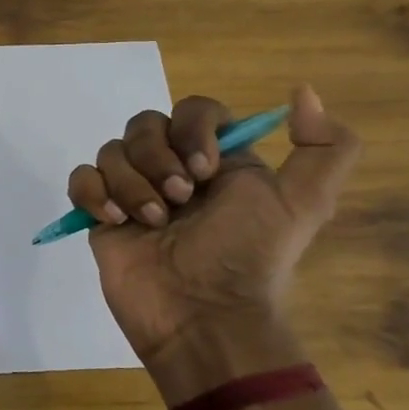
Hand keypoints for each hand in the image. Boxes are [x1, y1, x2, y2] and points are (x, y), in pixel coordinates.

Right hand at [65, 86, 359, 393]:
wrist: (202, 317)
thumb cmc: (247, 257)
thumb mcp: (304, 204)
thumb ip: (326, 147)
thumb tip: (302, 92)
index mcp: (217, 160)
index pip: (194, 110)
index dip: (193, 129)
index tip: (204, 168)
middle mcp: (172, 169)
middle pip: (144, 124)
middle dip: (156, 158)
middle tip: (178, 200)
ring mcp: (132, 192)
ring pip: (111, 151)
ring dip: (130, 184)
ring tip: (151, 223)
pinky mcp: (102, 216)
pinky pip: (81, 179)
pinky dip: (94, 194)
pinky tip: (116, 223)